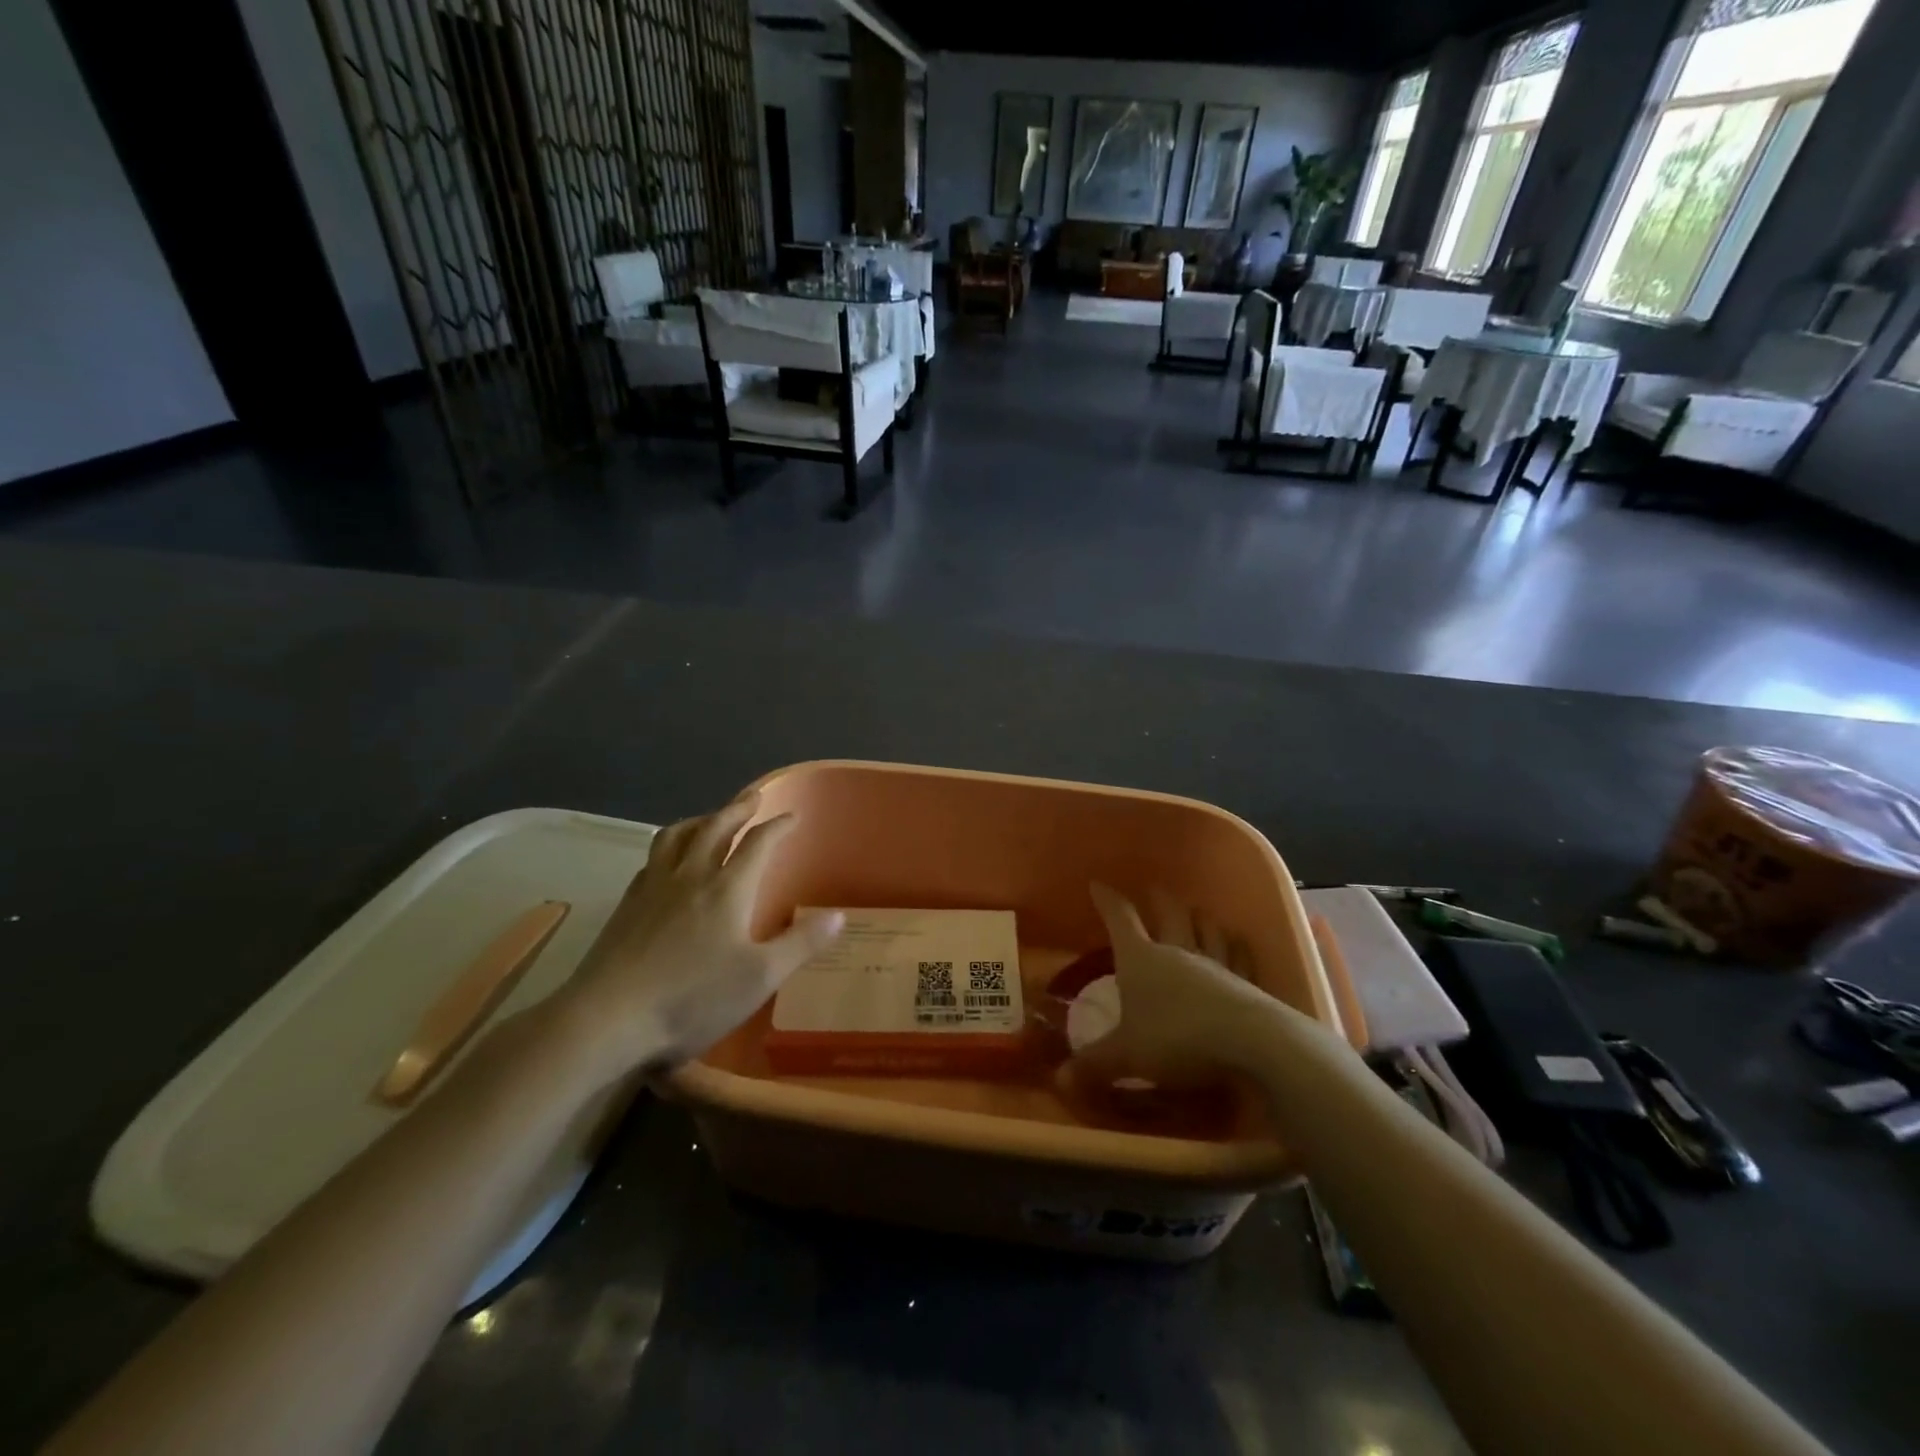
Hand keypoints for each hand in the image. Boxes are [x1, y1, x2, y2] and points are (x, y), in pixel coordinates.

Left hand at [556, 792, 842, 1072]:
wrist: (607, 1019)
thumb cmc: (692, 999)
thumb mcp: (760, 977)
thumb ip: (801, 943)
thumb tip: (839, 915)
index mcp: (727, 888)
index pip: (758, 843)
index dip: (778, 826)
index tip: (793, 817)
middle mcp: (690, 876)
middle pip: (716, 827)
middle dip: (738, 809)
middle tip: (753, 798)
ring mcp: (653, 888)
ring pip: (677, 836)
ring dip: (699, 820)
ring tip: (709, 818)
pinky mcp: (626, 905)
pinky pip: (652, 859)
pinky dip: (669, 847)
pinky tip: (667, 862)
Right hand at [1070, 884, 1278, 1087]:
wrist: (1249, 1044)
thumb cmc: (1176, 1039)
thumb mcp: (1127, 1056)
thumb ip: (1094, 1064)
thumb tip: (1059, 1078)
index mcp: (1140, 959)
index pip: (1119, 919)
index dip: (1107, 901)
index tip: (1097, 885)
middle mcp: (1176, 952)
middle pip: (1168, 915)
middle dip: (1157, 900)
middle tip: (1153, 890)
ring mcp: (1214, 965)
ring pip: (1206, 930)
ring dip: (1199, 917)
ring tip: (1196, 911)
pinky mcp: (1245, 983)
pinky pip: (1239, 956)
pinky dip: (1236, 945)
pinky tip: (1239, 940)